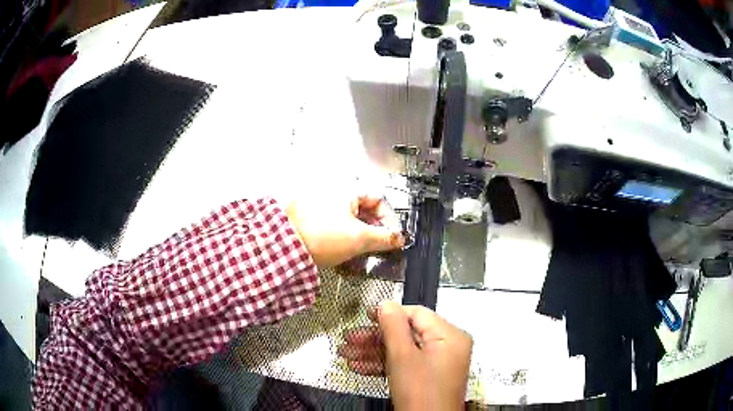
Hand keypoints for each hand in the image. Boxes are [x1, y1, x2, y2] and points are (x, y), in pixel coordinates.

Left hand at [286, 195, 403, 268]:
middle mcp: (335, 194)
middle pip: (365, 210)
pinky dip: (345, 236)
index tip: (393, 236)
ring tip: (363, 251)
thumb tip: (399, 238)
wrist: (287, 248)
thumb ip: (384, 238)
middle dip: (375, 229)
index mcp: (348, 191)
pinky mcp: (313, 219)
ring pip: (351, 219)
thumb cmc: (321, 238)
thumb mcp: (360, 239)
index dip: (390, 219)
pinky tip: (345, 250)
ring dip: (361, 235)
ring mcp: (322, 205)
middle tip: (380, 246)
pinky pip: (337, 225)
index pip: (379, 200)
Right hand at [338, 301, 472, 410]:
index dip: (389, 314)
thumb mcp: (403, 357)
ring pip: (403, 350)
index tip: (364, 316)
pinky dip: (384, 366)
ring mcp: (437, 363)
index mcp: (449, 335)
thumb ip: (394, 327)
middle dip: (374, 338)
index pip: (417, 314)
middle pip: (407, 334)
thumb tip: (386, 303)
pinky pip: (406, 364)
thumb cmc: (419, 390)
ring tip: (345, 355)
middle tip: (347, 339)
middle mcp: (447, 346)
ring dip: (373, 353)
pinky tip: (359, 368)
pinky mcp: (427, 377)